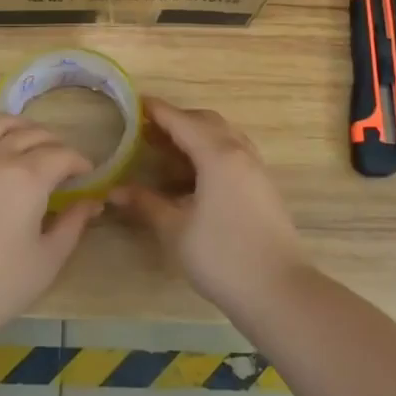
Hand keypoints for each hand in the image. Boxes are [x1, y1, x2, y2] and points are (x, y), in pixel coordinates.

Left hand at [0, 115, 101, 338]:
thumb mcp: (49, 259)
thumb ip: (73, 224)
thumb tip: (92, 202)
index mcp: (29, 178)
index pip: (63, 155)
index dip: (79, 162)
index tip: (85, 175)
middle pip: (32, 134)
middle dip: (54, 144)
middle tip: (61, 163)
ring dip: (17, 125)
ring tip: (26, 138)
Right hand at [110, 99, 306, 312]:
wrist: (279, 292)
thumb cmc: (222, 257)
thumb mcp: (175, 230)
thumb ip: (146, 204)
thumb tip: (115, 191)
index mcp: (217, 155)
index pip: (182, 121)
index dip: (157, 111)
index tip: (135, 103)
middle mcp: (240, 153)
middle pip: (206, 122)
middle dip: (177, 121)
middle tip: (148, 131)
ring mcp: (256, 169)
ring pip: (224, 136)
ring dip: (196, 136)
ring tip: (168, 152)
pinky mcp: (263, 187)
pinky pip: (234, 153)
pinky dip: (211, 152)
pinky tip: (194, 176)